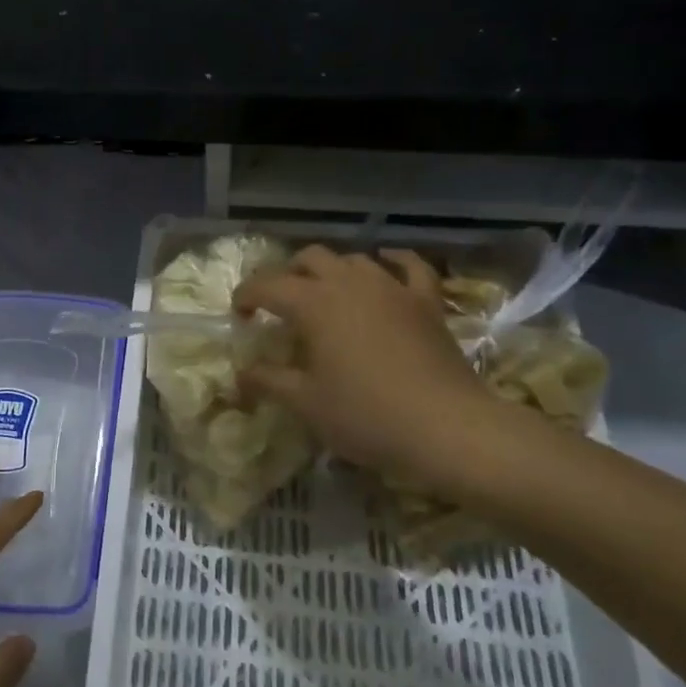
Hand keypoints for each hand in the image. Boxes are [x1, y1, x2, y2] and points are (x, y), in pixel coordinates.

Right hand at [233, 245, 515, 491]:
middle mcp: (349, 283)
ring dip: (332, 270)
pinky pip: (410, 267)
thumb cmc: (365, 415)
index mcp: (313, 303)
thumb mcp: (305, 402)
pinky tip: (385, 261)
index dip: (246, 296)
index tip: (239, 316)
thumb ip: (268, 381)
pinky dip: (394, 260)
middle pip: (309, 258)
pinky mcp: (426, 302)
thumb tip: (240, 374)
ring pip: (354, 259)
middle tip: (279, 303)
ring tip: (324, 294)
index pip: (267, 286)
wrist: (447, 428)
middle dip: (288, 274)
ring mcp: (392, 288)